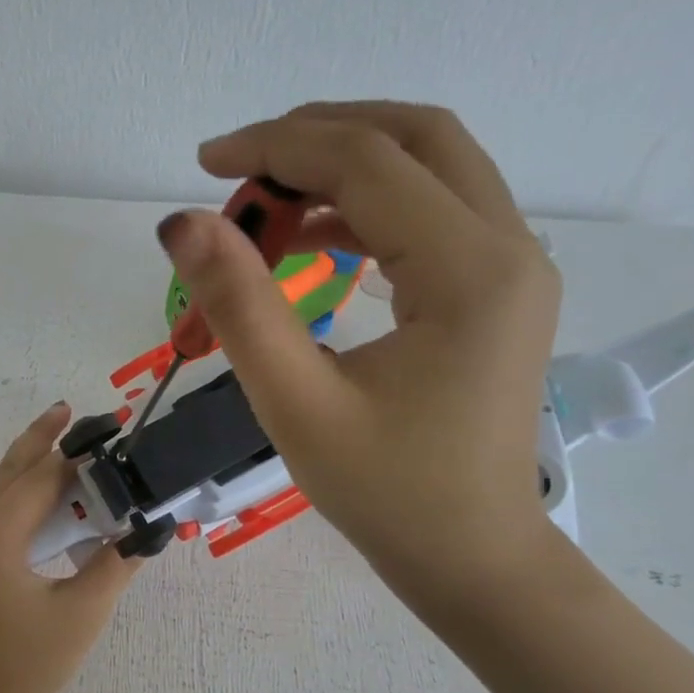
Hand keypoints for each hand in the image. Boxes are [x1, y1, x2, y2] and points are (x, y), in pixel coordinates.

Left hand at [0, 404, 142, 692]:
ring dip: (17, 474)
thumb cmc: (27, 670)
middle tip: (66, 411)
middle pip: (2, 477)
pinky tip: (23, 504)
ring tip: (52, 451)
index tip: (98, 431)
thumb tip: (146, 528)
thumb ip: (115, 564)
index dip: (71, 457)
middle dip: (37, 444)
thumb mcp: (81, 616)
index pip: (36, 483)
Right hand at [160, 101, 560, 602]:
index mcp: (468, 272)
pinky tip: (310, 243)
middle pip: (414, 138)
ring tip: (265, 209)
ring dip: (342, 168)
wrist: (471, 554)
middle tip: (240, 172)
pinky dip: (367, 208)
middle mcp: (508, 247)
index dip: (276, 149)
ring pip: (429, 166)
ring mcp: (512, 265)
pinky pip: (432, 212)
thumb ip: (239, 306)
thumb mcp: (296, 403)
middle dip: (317, 138)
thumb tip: (181, 223)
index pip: (367, 163)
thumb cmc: (384, 492)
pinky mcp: (497, 288)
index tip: (204, 165)